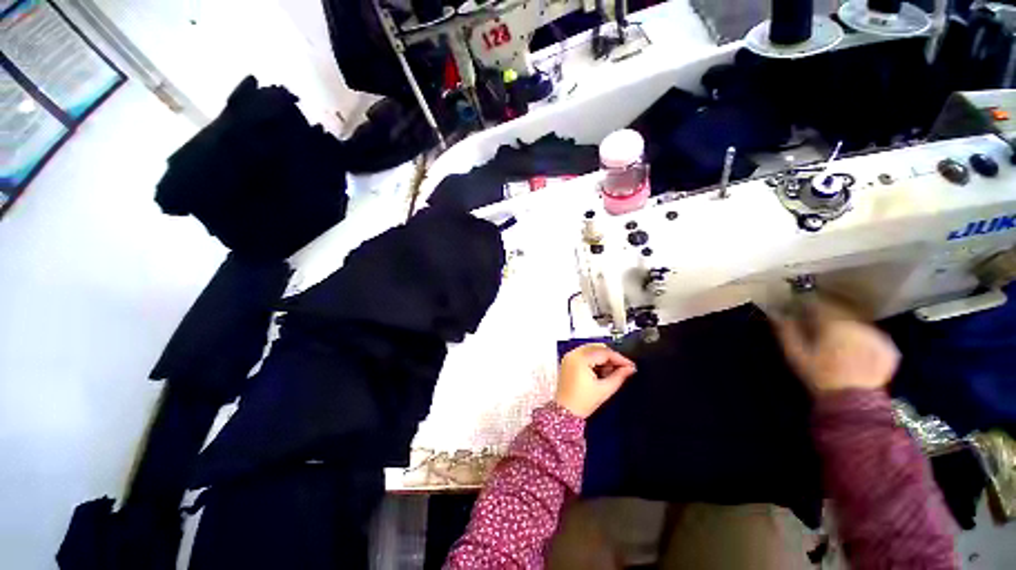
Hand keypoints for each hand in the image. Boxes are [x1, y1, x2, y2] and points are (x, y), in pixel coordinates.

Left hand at [555, 344, 636, 418]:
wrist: (565, 412)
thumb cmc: (584, 402)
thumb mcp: (604, 389)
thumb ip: (619, 377)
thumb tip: (630, 369)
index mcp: (581, 359)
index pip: (604, 352)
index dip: (620, 358)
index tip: (631, 366)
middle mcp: (573, 354)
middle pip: (597, 348)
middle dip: (611, 357)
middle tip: (624, 367)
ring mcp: (569, 357)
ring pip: (591, 350)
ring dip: (603, 358)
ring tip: (614, 371)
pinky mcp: (568, 362)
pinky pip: (584, 355)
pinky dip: (595, 360)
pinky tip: (602, 371)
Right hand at [772, 298, 899, 394]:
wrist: (854, 403)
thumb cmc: (819, 376)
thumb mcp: (795, 354)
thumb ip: (786, 330)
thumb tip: (776, 312)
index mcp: (834, 322)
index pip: (819, 302)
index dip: (807, 304)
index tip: (799, 309)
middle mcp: (858, 324)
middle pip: (841, 308)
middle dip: (828, 312)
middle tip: (817, 321)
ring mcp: (877, 335)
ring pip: (858, 320)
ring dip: (846, 323)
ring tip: (837, 335)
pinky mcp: (889, 347)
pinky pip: (873, 333)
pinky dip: (863, 336)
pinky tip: (855, 347)